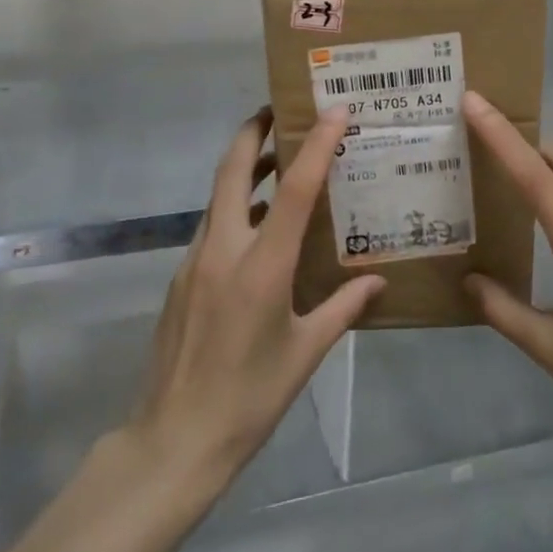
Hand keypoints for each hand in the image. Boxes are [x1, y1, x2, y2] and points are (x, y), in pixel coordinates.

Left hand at [130, 106, 384, 484]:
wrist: (174, 440)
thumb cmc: (250, 397)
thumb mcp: (305, 353)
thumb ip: (343, 309)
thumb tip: (378, 281)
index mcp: (261, 267)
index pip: (292, 190)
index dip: (315, 146)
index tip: (334, 111)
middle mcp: (223, 250)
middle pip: (231, 170)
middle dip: (252, 131)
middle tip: (278, 111)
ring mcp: (194, 262)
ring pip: (218, 197)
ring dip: (243, 170)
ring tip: (275, 162)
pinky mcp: (180, 278)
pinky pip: (211, 228)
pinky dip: (234, 210)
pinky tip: (257, 231)